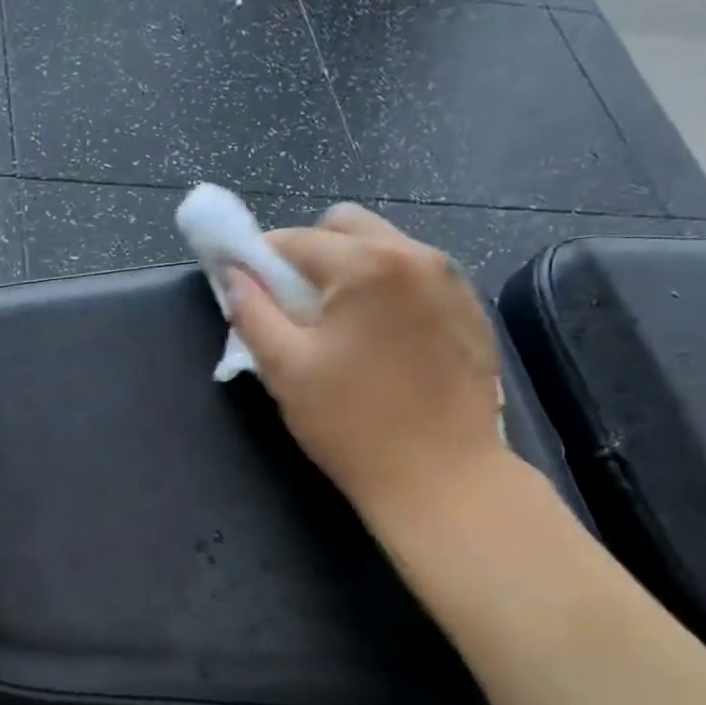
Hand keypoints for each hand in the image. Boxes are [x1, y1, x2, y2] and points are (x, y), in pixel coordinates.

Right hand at [227, 203, 508, 529]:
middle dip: (309, 253)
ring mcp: (451, 280)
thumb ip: (252, 312)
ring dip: (349, 268)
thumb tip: (234, 275)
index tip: (245, 287)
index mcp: (366, 265)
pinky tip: (379, 339)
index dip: (259, 259)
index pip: (295, 240)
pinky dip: (386, 289)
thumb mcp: (285, 369)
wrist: (443, 478)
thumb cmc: (352, 425)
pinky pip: (415, 276)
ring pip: (384, 246)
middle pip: (346, 225)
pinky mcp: (471, 309)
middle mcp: (416, 255)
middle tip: (292, 303)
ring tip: (336, 323)